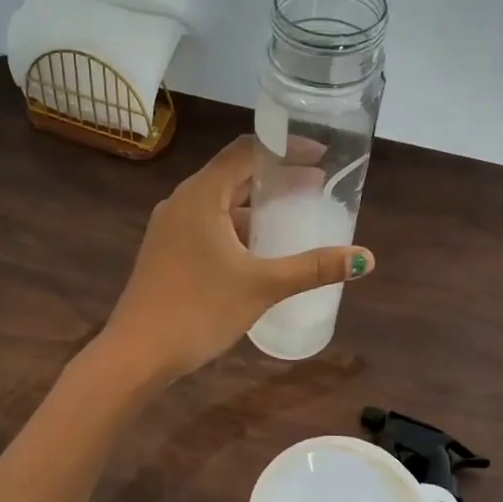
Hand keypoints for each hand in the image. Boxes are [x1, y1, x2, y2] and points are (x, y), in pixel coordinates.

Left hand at [103, 136, 373, 382]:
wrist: (136, 353)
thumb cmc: (198, 310)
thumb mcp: (262, 286)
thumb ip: (313, 268)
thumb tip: (365, 258)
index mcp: (201, 195)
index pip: (246, 150)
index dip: (285, 148)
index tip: (321, 155)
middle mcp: (182, 201)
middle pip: (234, 173)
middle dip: (276, 177)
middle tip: (316, 185)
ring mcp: (170, 227)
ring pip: (220, 202)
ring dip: (256, 205)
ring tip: (294, 216)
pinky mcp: (167, 251)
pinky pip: (208, 224)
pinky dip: (237, 227)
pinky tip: (259, 250)